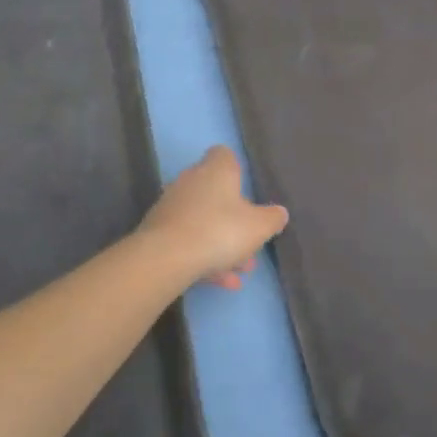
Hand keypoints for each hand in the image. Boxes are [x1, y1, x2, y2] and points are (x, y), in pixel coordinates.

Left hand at [136, 146, 288, 291]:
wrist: (166, 258)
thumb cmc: (220, 230)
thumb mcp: (260, 226)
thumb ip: (273, 218)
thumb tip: (279, 213)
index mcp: (216, 170)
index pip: (224, 155)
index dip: (236, 168)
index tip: (246, 188)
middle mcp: (191, 181)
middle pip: (215, 193)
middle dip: (233, 218)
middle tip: (250, 241)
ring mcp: (172, 206)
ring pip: (203, 221)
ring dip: (221, 243)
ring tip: (240, 270)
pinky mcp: (157, 232)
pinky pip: (188, 241)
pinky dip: (204, 258)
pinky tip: (223, 282)